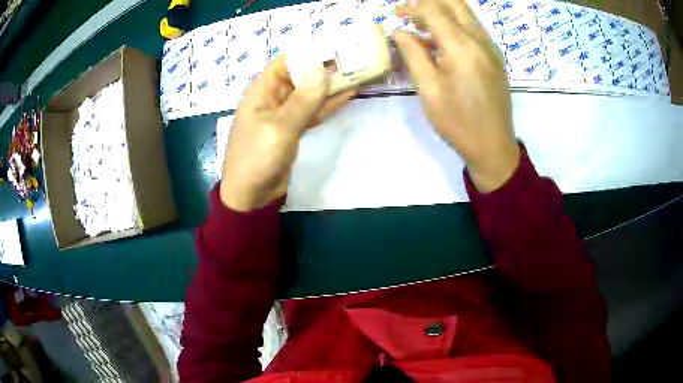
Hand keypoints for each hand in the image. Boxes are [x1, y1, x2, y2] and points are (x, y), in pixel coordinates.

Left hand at [220, 56, 355, 210]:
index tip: (335, 47)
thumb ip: (303, 99)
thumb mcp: (280, 127)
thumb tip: (323, 69)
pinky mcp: (293, 128)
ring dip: (330, 86)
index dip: (309, 52)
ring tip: (357, 73)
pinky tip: (347, 95)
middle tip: (354, 59)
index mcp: (262, 90)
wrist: (251, 194)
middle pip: (301, 75)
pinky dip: (328, 104)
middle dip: (325, 68)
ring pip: (310, 93)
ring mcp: (284, 113)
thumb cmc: (257, 157)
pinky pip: (313, 111)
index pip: (286, 61)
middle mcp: (273, 96)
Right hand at [395, 0, 519, 191]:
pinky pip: (474, 28)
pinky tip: (441, 40)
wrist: (494, 147)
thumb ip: (413, 54)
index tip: (395, 14)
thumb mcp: (429, 90)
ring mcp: (491, 48)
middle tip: (409, 14)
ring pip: (466, 14)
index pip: (434, 10)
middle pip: (455, 4)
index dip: (412, 7)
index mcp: (462, 47)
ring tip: (421, 25)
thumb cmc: (459, 123)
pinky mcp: (495, 58)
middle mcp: (480, 40)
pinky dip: (455, 24)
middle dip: (429, 3)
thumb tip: (399, 31)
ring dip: (442, 12)